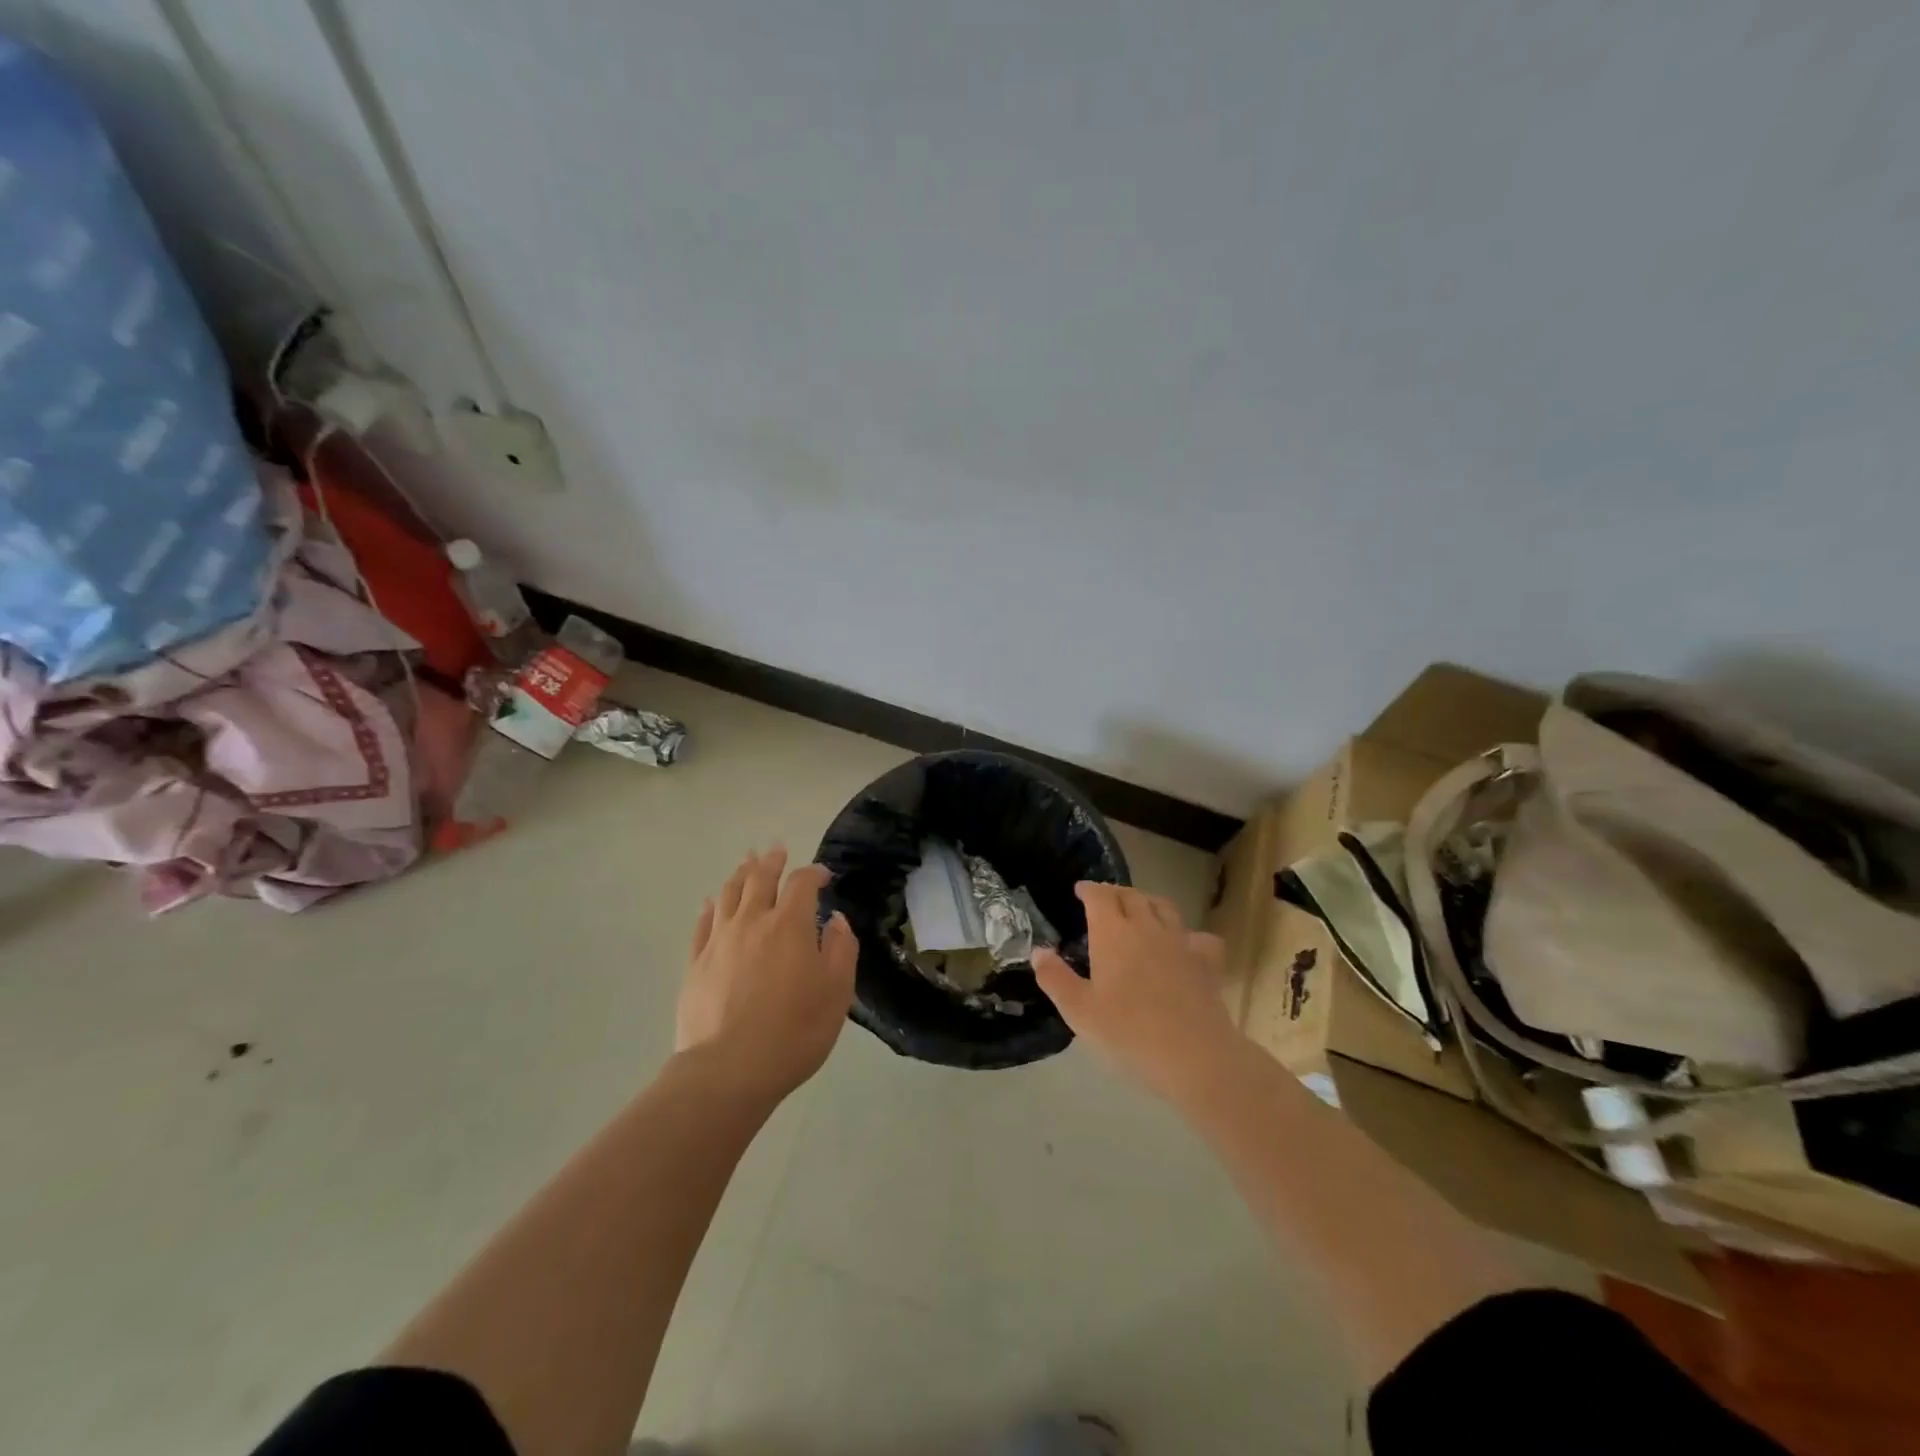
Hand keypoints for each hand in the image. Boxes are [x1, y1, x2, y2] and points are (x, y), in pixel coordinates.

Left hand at [677, 847, 857, 1101]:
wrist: (728, 1070)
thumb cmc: (794, 1031)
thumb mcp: (837, 992)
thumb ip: (842, 949)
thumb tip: (836, 920)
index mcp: (790, 925)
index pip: (802, 883)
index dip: (814, 873)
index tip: (824, 876)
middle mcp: (752, 921)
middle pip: (760, 878)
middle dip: (771, 861)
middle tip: (777, 850)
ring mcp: (719, 940)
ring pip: (728, 893)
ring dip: (740, 873)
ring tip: (747, 863)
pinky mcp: (696, 962)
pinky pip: (702, 923)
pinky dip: (710, 906)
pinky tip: (711, 902)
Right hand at [1033, 883, 1237, 1103]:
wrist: (1194, 1055)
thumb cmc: (1128, 1032)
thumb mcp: (1079, 1010)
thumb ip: (1055, 978)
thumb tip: (1038, 951)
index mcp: (1113, 933)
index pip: (1100, 896)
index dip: (1089, 889)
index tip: (1080, 890)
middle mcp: (1147, 927)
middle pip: (1132, 895)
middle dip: (1115, 892)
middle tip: (1105, 900)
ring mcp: (1180, 942)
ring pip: (1164, 907)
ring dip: (1148, 902)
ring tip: (1140, 910)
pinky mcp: (1206, 962)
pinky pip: (1198, 936)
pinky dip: (1187, 934)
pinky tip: (1184, 945)